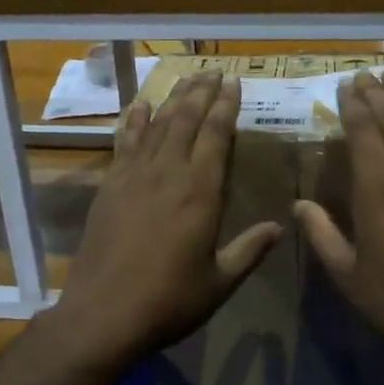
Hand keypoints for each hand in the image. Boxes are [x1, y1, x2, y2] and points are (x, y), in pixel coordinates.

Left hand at [52, 71, 281, 365]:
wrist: (103, 313)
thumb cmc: (168, 301)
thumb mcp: (219, 282)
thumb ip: (249, 250)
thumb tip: (279, 227)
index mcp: (200, 193)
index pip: (216, 136)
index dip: (226, 107)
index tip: (234, 83)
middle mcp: (168, 174)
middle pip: (186, 121)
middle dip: (202, 92)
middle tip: (213, 71)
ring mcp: (134, 177)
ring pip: (157, 126)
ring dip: (173, 99)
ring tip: (186, 79)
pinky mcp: (110, 187)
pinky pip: (125, 143)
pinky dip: (135, 122)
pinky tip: (142, 106)